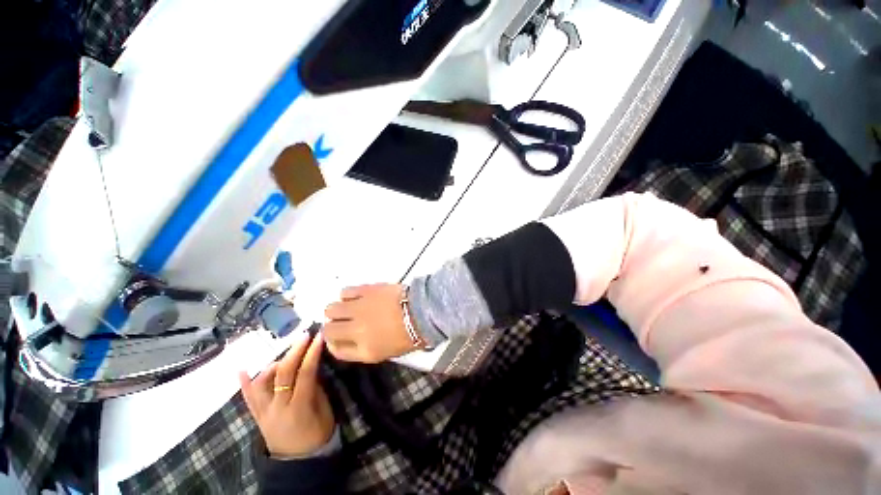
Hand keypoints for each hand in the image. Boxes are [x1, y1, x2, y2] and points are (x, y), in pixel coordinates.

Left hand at [239, 332, 334, 457]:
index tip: (319, 336)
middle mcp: (277, 408)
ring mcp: (263, 412)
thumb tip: (312, 366)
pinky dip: (244, 383)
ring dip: (273, 364)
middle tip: (304, 336)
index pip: (305, 373)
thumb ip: (317, 387)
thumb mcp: (324, 410)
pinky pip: (248, 398)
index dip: (312, 353)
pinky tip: (241, 369)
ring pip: (261, 383)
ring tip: (285, 356)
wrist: (298, 460)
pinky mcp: (256, 416)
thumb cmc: (317, 434)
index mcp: (299, 407)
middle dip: (294, 351)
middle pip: (283, 374)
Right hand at [323, 284, 423, 362]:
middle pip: (328, 330)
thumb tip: (349, 340)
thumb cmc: (410, 333)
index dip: (334, 344)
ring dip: (337, 310)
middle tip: (342, 322)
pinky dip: (347, 295)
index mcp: (364, 350)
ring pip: (331, 309)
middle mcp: (355, 330)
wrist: (421, 310)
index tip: (338, 338)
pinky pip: (345, 292)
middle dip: (332, 327)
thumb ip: (363, 349)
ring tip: (349, 308)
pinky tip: (356, 296)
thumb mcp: (386, 351)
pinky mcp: (365, 290)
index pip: (336, 351)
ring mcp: (358, 309)